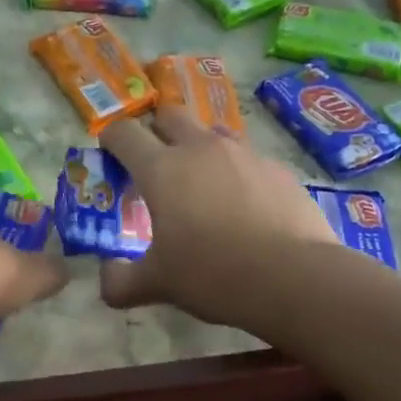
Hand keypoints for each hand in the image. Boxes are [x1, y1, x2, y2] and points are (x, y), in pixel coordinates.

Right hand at [98, 106, 338, 326]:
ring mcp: (244, 154)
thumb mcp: (158, 285)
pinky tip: (244, 207)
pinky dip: (236, 174)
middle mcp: (201, 149)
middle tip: (155, 164)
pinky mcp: (278, 169)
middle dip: (156, 130)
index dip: (111, 139)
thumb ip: (122, 282)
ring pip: (212, 133)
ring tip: (201, 185)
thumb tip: (107, 279)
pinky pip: (247, 159)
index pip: (124, 133)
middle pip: (170, 115)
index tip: (109, 153)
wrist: (294, 277)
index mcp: (162, 169)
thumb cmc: (213, 274)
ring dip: (198, 149)